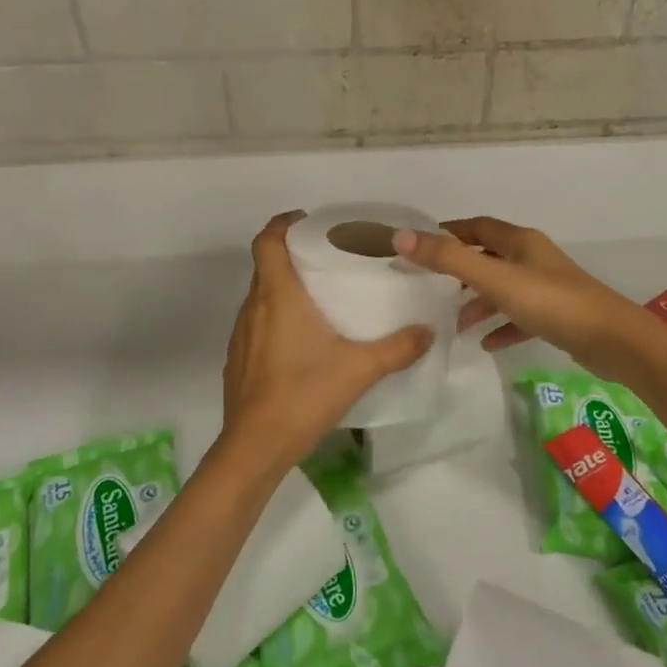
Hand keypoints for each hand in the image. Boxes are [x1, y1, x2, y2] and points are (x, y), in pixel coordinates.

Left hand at [219, 212, 433, 470]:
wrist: (255, 446)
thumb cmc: (304, 395)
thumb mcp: (359, 369)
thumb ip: (398, 348)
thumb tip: (428, 331)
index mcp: (278, 296)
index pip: (268, 240)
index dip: (283, 223)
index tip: (307, 220)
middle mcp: (254, 307)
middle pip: (265, 265)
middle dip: (292, 254)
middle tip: (327, 258)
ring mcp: (241, 334)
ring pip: (260, 295)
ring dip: (283, 287)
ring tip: (319, 298)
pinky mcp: (238, 359)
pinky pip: (256, 322)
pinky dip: (275, 316)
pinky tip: (302, 340)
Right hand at [393, 216, 661, 380]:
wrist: (615, 341)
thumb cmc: (552, 303)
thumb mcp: (495, 279)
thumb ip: (448, 259)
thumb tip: (400, 236)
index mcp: (520, 242)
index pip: (477, 227)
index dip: (449, 232)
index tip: (420, 245)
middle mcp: (533, 259)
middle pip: (489, 256)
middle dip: (460, 270)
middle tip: (431, 286)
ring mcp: (547, 287)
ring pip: (503, 289)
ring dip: (478, 303)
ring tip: (454, 322)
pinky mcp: (557, 316)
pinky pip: (520, 317)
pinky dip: (501, 326)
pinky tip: (486, 344)